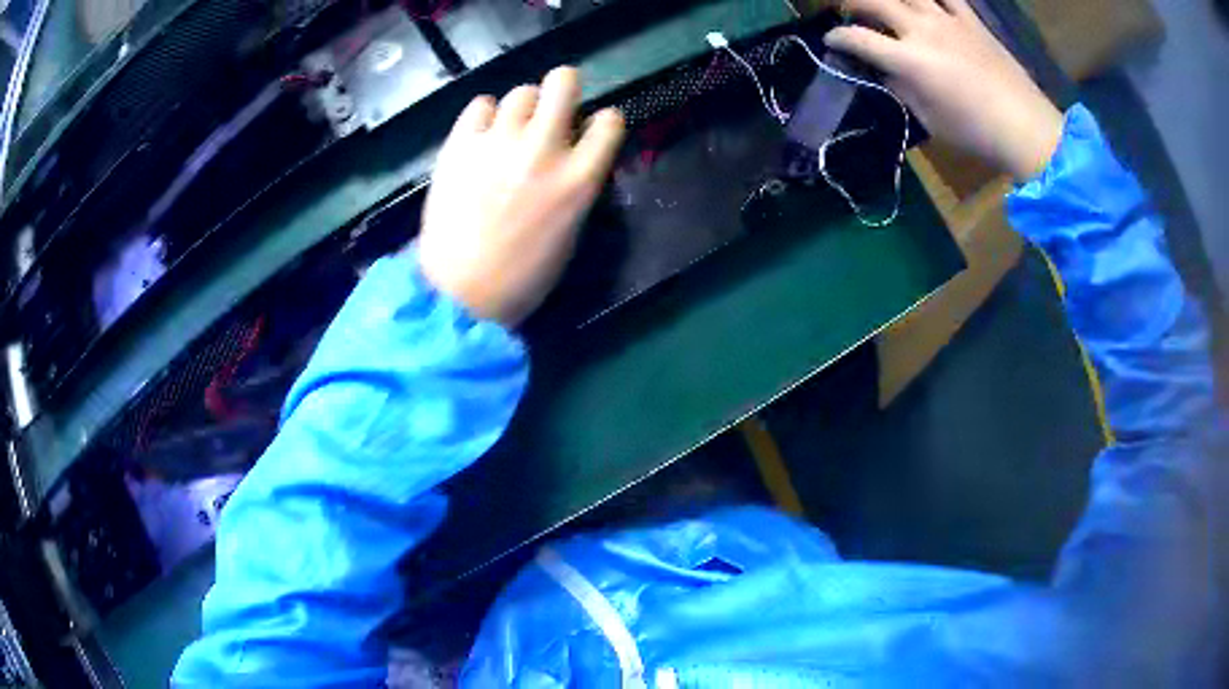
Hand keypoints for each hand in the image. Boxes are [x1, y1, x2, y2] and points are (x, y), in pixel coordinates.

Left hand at [418, 67, 625, 325]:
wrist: (460, 293)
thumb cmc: (523, 277)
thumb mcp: (569, 232)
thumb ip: (576, 184)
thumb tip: (572, 156)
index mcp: (579, 179)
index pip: (610, 121)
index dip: (603, 121)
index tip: (592, 128)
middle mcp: (543, 149)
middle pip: (563, 82)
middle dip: (564, 86)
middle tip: (555, 104)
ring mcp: (498, 143)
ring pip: (520, 92)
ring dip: (523, 106)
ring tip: (511, 129)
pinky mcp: (460, 145)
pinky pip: (479, 105)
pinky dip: (484, 115)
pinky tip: (482, 135)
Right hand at [825, 0, 1063, 180]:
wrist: (1026, 128)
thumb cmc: (975, 133)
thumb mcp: (929, 119)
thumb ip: (902, 88)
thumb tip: (886, 70)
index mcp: (910, 61)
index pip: (859, 39)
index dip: (838, 38)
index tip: (832, 42)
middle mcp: (923, 30)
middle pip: (875, 1)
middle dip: (852, 3)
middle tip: (848, 11)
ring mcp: (949, 20)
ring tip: (883, 4)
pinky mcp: (971, 20)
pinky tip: (925, 2)